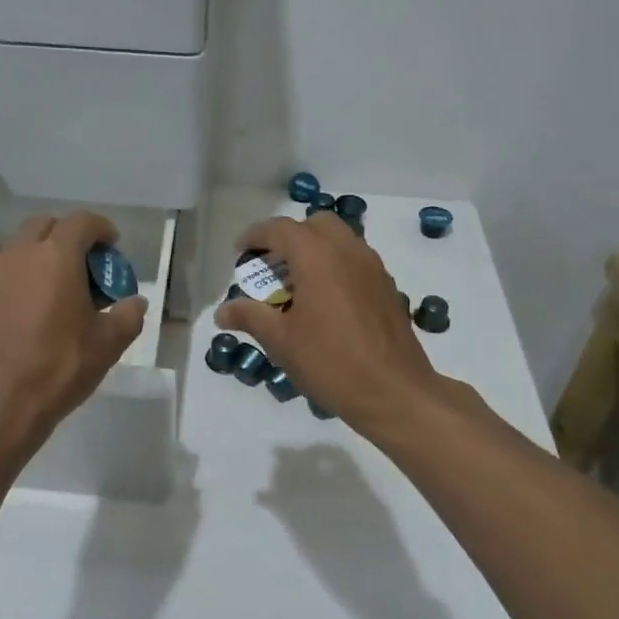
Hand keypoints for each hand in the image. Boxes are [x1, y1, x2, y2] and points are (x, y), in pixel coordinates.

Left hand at [0, 211, 148, 462]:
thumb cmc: (59, 366)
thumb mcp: (108, 343)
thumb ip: (127, 315)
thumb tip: (134, 303)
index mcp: (56, 256)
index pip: (81, 222)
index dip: (102, 229)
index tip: (114, 248)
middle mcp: (22, 255)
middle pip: (47, 225)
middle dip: (71, 235)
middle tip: (89, 265)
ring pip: (24, 245)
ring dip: (47, 253)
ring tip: (67, 287)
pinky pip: (10, 269)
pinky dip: (29, 273)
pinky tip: (43, 306)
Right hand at [215, 213, 472, 439]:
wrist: (395, 393)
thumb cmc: (331, 362)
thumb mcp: (281, 341)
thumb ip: (250, 316)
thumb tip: (223, 311)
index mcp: (317, 256)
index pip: (279, 229)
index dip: (255, 236)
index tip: (239, 254)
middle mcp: (347, 250)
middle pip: (314, 225)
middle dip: (289, 238)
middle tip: (272, 267)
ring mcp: (373, 267)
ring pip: (339, 240)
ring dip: (315, 250)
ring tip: (297, 285)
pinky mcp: (387, 287)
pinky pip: (356, 260)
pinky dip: (336, 266)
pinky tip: (326, 303)